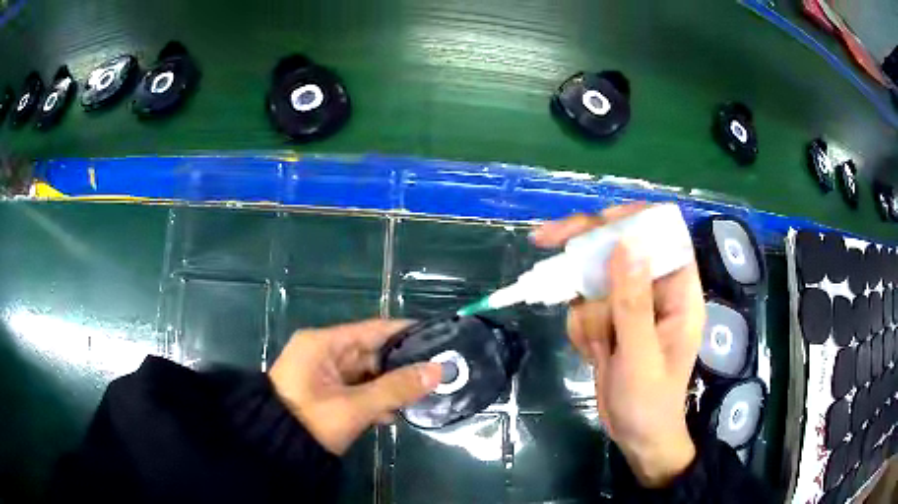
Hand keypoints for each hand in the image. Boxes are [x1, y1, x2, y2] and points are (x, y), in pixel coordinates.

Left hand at [269, 319, 442, 454]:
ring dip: (390, 387)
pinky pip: (356, 390)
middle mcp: (323, 354)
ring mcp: (323, 375)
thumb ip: (396, 388)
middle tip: (438, 372)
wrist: (275, 450)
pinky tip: (394, 414)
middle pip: (371, 353)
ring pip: (366, 375)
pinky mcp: (325, 394)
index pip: (372, 329)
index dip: (404, 332)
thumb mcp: (355, 406)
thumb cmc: (311, 421)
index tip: (437, 336)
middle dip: (402, 365)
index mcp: (323, 344)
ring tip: (424, 395)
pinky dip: (374, 400)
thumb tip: (438, 370)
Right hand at [531, 205, 705, 487]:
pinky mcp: (611, 319)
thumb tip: (625, 244)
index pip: (663, 234)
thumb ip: (633, 302)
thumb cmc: (649, 403)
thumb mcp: (641, 356)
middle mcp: (655, 289)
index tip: (596, 223)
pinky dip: (581, 330)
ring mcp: (631, 303)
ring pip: (594, 280)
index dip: (632, 219)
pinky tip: (595, 357)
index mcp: (679, 291)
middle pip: (619, 246)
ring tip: (600, 352)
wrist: (635, 436)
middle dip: (585, 253)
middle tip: (544, 239)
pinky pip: (584, 306)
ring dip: (587, 316)